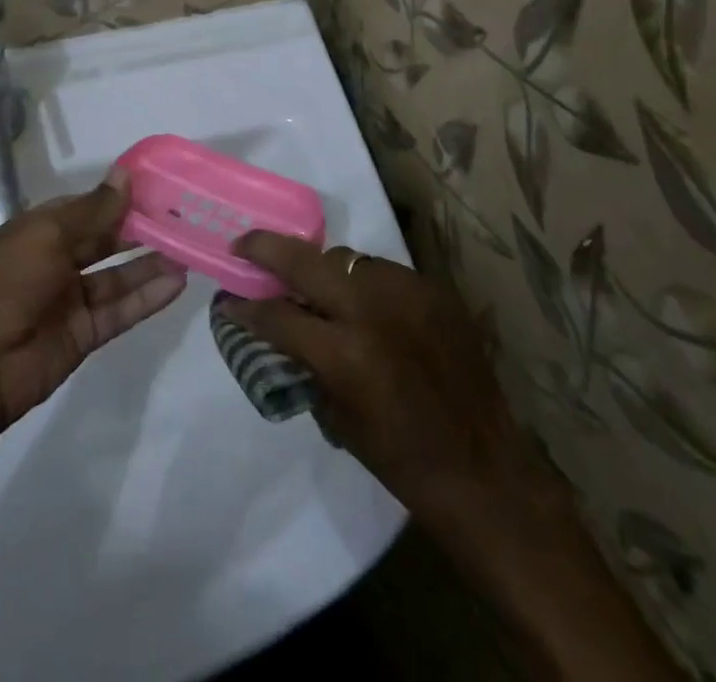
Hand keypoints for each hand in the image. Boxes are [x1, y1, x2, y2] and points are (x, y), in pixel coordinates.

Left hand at [0, 170, 186, 430]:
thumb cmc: (9, 282)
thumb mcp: (48, 235)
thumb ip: (94, 210)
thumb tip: (126, 174)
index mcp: (42, 229)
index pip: (90, 207)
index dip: (122, 198)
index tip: (161, 187)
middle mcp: (58, 260)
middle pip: (107, 241)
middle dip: (141, 230)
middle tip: (184, 219)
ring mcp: (72, 299)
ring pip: (119, 276)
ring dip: (151, 264)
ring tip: (190, 250)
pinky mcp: (85, 333)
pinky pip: (121, 311)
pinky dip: (148, 298)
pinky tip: (178, 284)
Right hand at [227, 235, 685, 681]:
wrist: (487, 471)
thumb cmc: (403, 461)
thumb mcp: (338, 415)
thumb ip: (304, 361)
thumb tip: (275, 324)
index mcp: (346, 354)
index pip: (278, 314)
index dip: (247, 306)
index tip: (228, 298)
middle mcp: (374, 310)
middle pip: (305, 260)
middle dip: (266, 249)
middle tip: (244, 246)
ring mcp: (408, 293)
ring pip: (346, 258)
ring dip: (322, 269)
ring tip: (312, 283)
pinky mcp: (434, 290)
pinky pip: (382, 271)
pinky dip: (363, 281)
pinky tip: (363, 302)